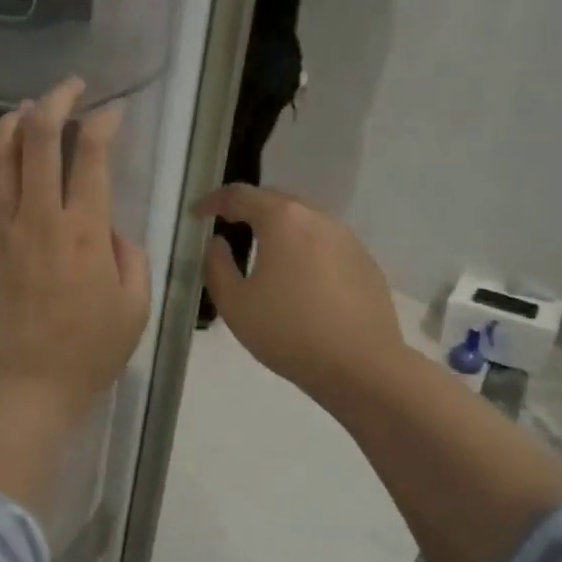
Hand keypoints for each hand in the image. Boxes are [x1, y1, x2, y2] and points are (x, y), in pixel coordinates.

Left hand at [0, 78, 150, 518]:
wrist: (24, 389)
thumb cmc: (88, 352)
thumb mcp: (135, 306)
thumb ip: (130, 255)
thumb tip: (107, 226)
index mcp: (84, 231)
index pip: (91, 154)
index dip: (102, 121)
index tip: (111, 112)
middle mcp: (37, 219)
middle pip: (38, 138)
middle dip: (55, 100)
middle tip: (68, 89)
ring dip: (9, 123)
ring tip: (23, 112)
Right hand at [195, 184, 405, 404]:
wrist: (362, 366)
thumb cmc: (289, 331)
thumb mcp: (234, 304)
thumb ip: (217, 266)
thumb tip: (218, 243)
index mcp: (282, 220)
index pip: (240, 195)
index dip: (213, 201)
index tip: (196, 215)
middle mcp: (317, 217)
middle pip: (276, 199)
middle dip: (249, 208)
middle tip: (228, 226)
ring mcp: (347, 238)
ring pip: (304, 220)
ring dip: (279, 227)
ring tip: (262, 251)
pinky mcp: (365, 262)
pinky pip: (326, 242)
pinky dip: (305, 248)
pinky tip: (299, 278)